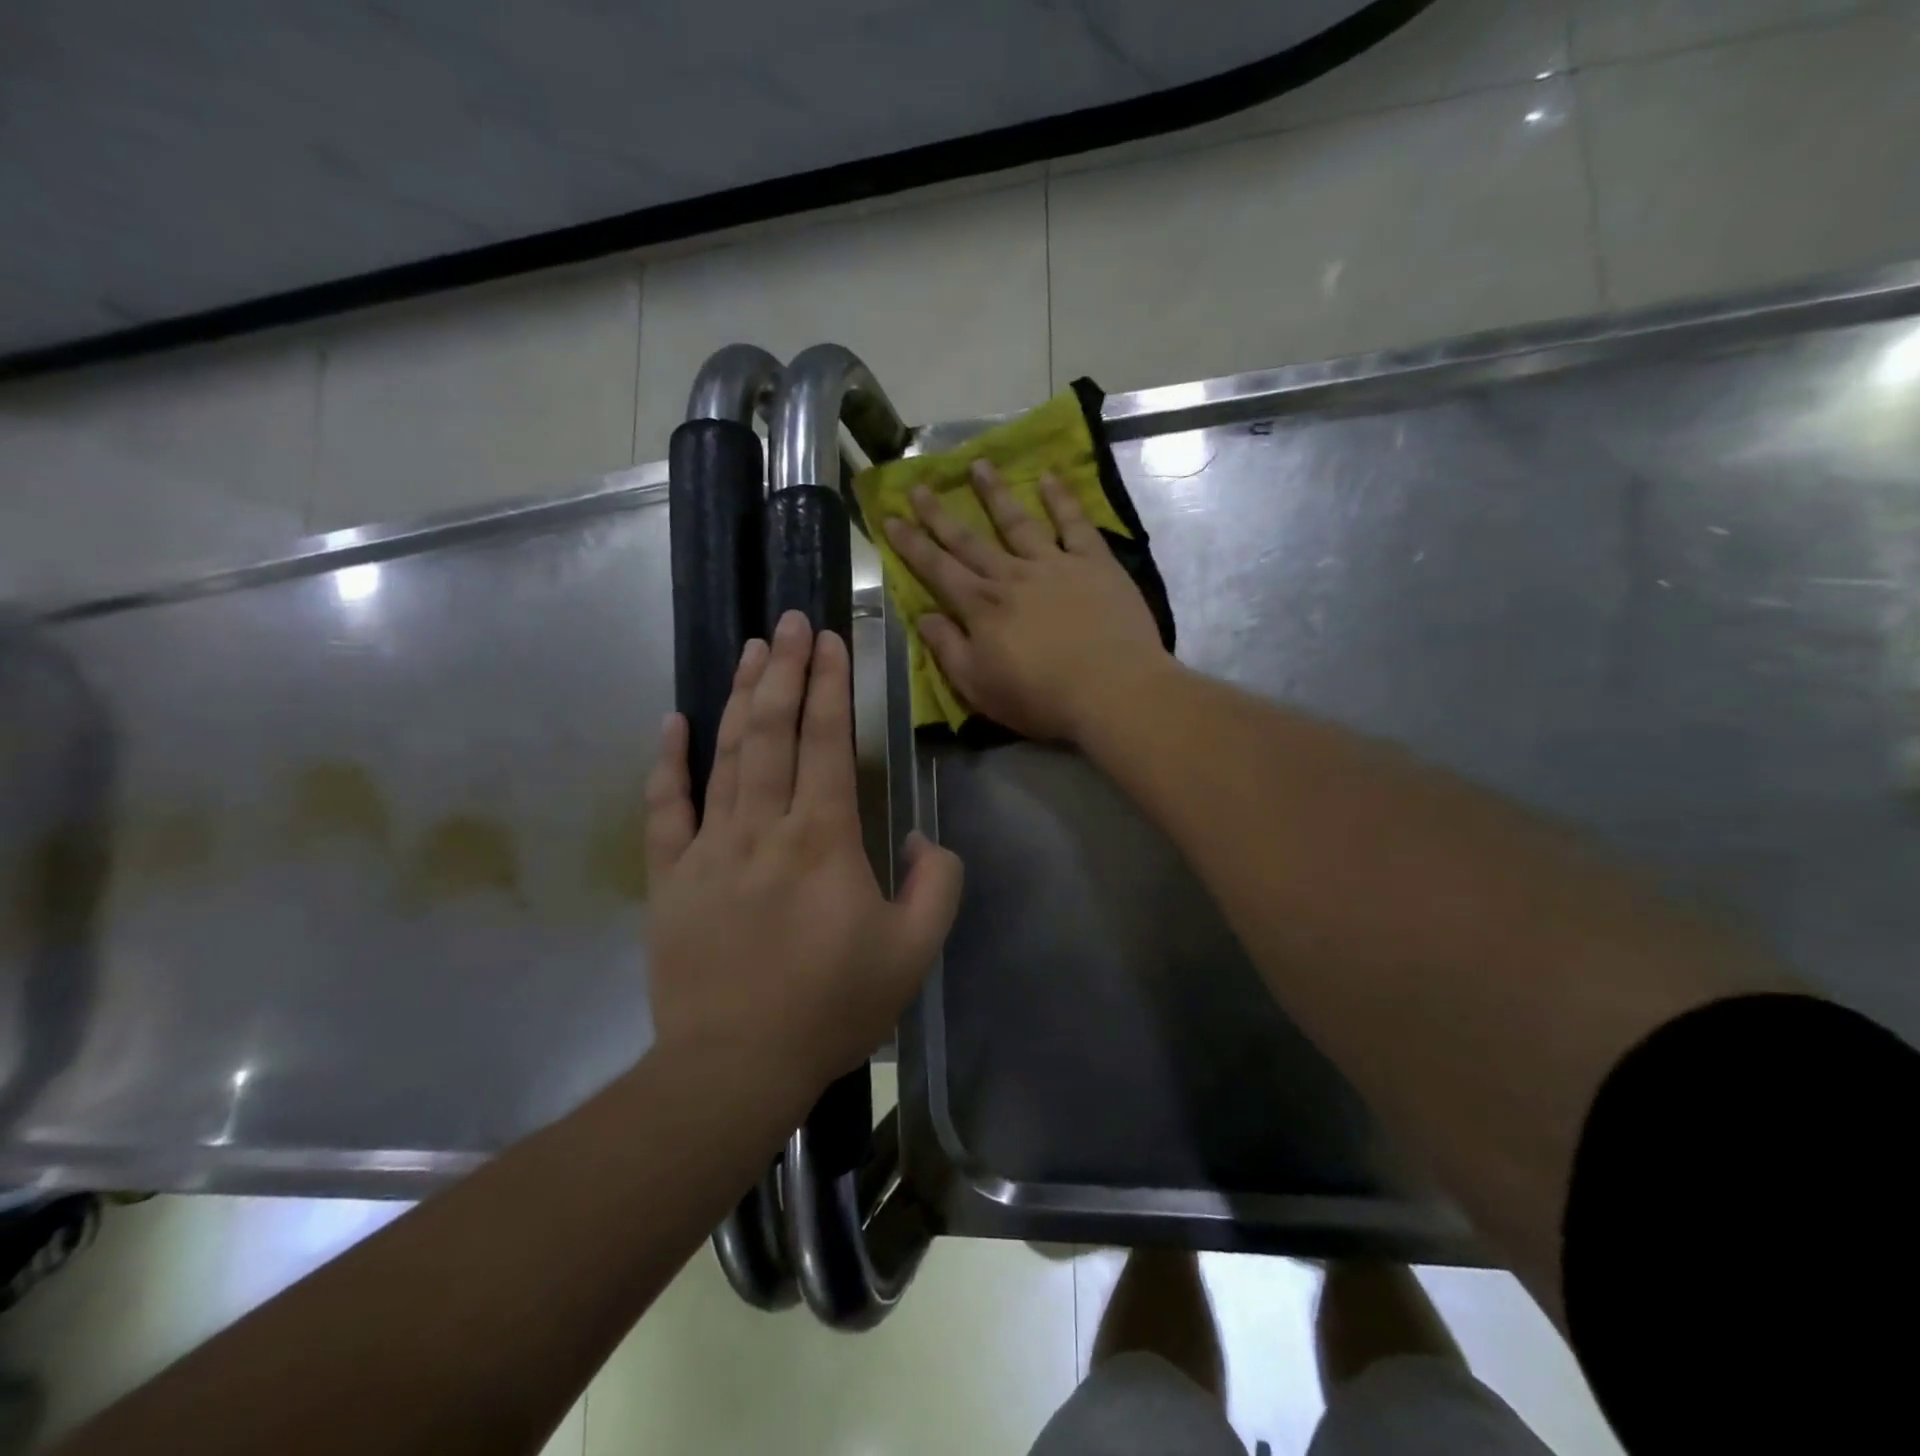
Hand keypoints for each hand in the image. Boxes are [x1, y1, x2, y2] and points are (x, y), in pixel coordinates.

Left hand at [643, 611, 962, 1100]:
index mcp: (822, 839)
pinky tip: (675, 720)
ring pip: (725, 755)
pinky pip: (665, 808)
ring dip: (741, 698)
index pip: (826, 741)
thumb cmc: (831, 1007)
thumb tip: (918, 838)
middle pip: (772, 731)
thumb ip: (936, 884)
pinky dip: (668, 762)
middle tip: (790, 622)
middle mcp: (762, 827)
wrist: (735, 1066)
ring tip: (752, 650)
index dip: (829, 685)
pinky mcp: (669, 876)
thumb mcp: (914, 952)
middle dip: (785, 670)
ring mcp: (708, 848)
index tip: (830, 640)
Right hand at [881, 460, 1170, 743]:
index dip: (911, 544)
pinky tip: (1050, 477)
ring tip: (978, 464)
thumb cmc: (1040, 697)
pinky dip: (1062, 499)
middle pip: (969, 540)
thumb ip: (948, 649)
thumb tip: (923, 617)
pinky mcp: (1094, 563)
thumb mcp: (978, 687)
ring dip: (995, 493)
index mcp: (981, 607)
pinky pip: (1074, 524)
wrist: (1111, 689)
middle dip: (939, 514)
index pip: (937, 569)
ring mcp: (1054, 564)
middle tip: (919, 485)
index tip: (891, 518)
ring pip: (1017, 521)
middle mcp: (1011, 576)